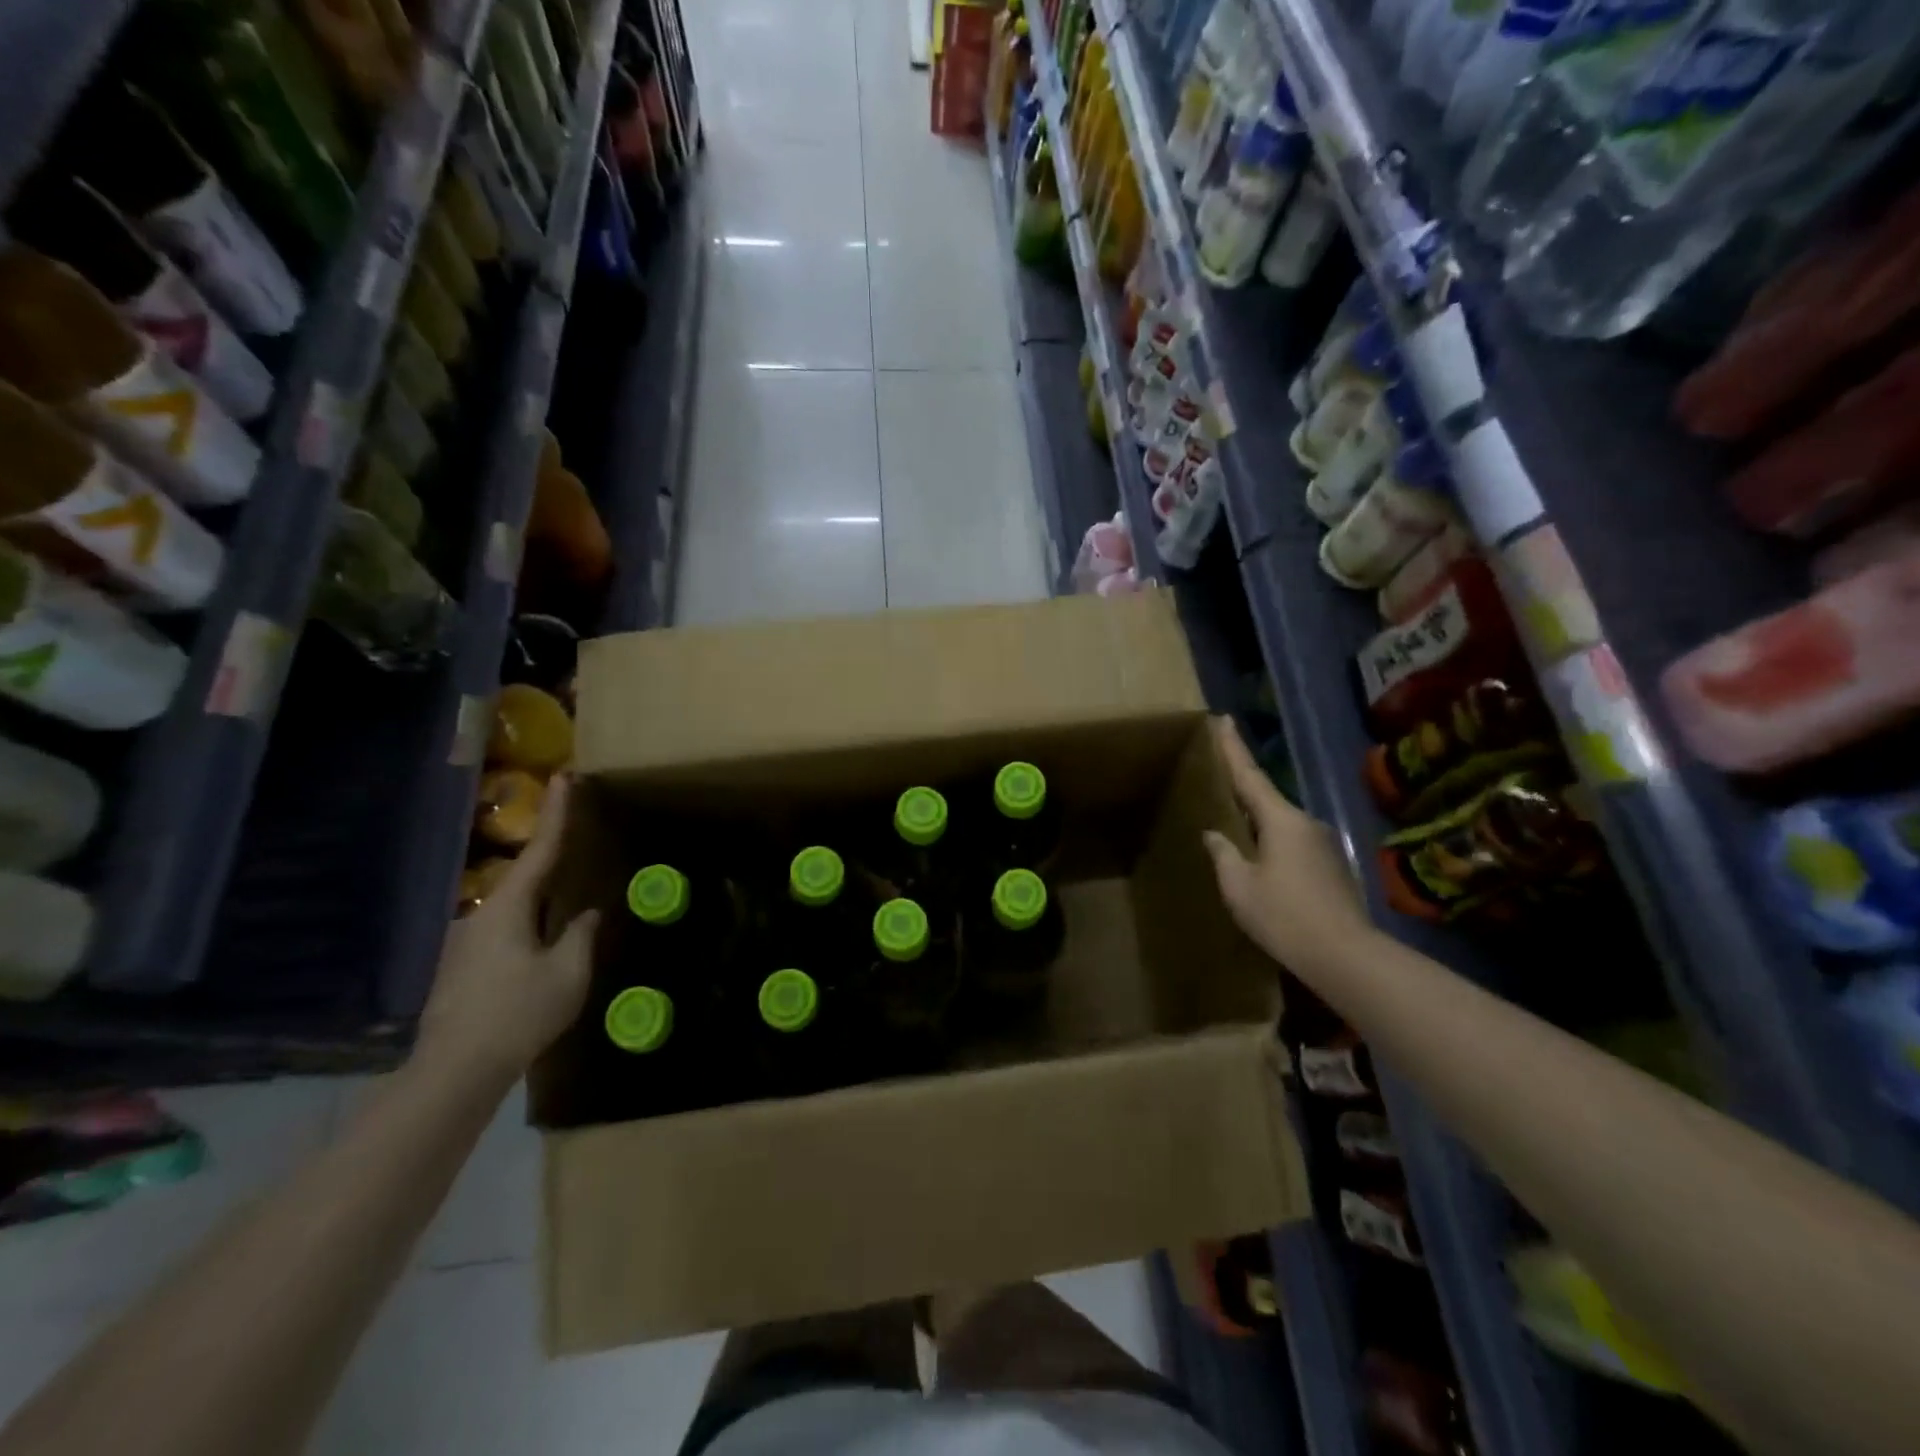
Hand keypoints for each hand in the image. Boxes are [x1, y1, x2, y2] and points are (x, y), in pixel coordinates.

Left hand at [419, 775, 597, 1083]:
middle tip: (573, 830)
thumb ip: (582, 936)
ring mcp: (467, 942)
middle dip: (548, 852)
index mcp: (508, 908)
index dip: (556, 813)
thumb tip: (588, 913)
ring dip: (539, 893)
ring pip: (513, 905)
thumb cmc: (519, 1013)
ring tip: (565, 889)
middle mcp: (482, 915)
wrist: (456, 1071)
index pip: (540, 850)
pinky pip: (506, 928)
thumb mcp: (568, 973)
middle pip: (523, 874)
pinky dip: (529, 919)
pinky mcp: (464, 967)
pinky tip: (542, 937)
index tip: (565, 777)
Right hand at [1203, 716, 1374, 974]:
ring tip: (1234, 827)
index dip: (1233, 748)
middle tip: (1218, 779)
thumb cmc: (1284, 917)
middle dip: (1243, 789)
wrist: (1345, 957)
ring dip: (1258, 823)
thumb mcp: (1239, 886)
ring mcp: (1323, 845)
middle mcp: (1306, 823)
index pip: (1250, 776)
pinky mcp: (1332, 867)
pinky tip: (1260, 862)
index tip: (1223, 719)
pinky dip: (1273, 843)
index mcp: (1281, 820)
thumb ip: (1224, 854)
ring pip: (1281, 824)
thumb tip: (1215, 834)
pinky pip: (1293, 844)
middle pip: (1266, 799)